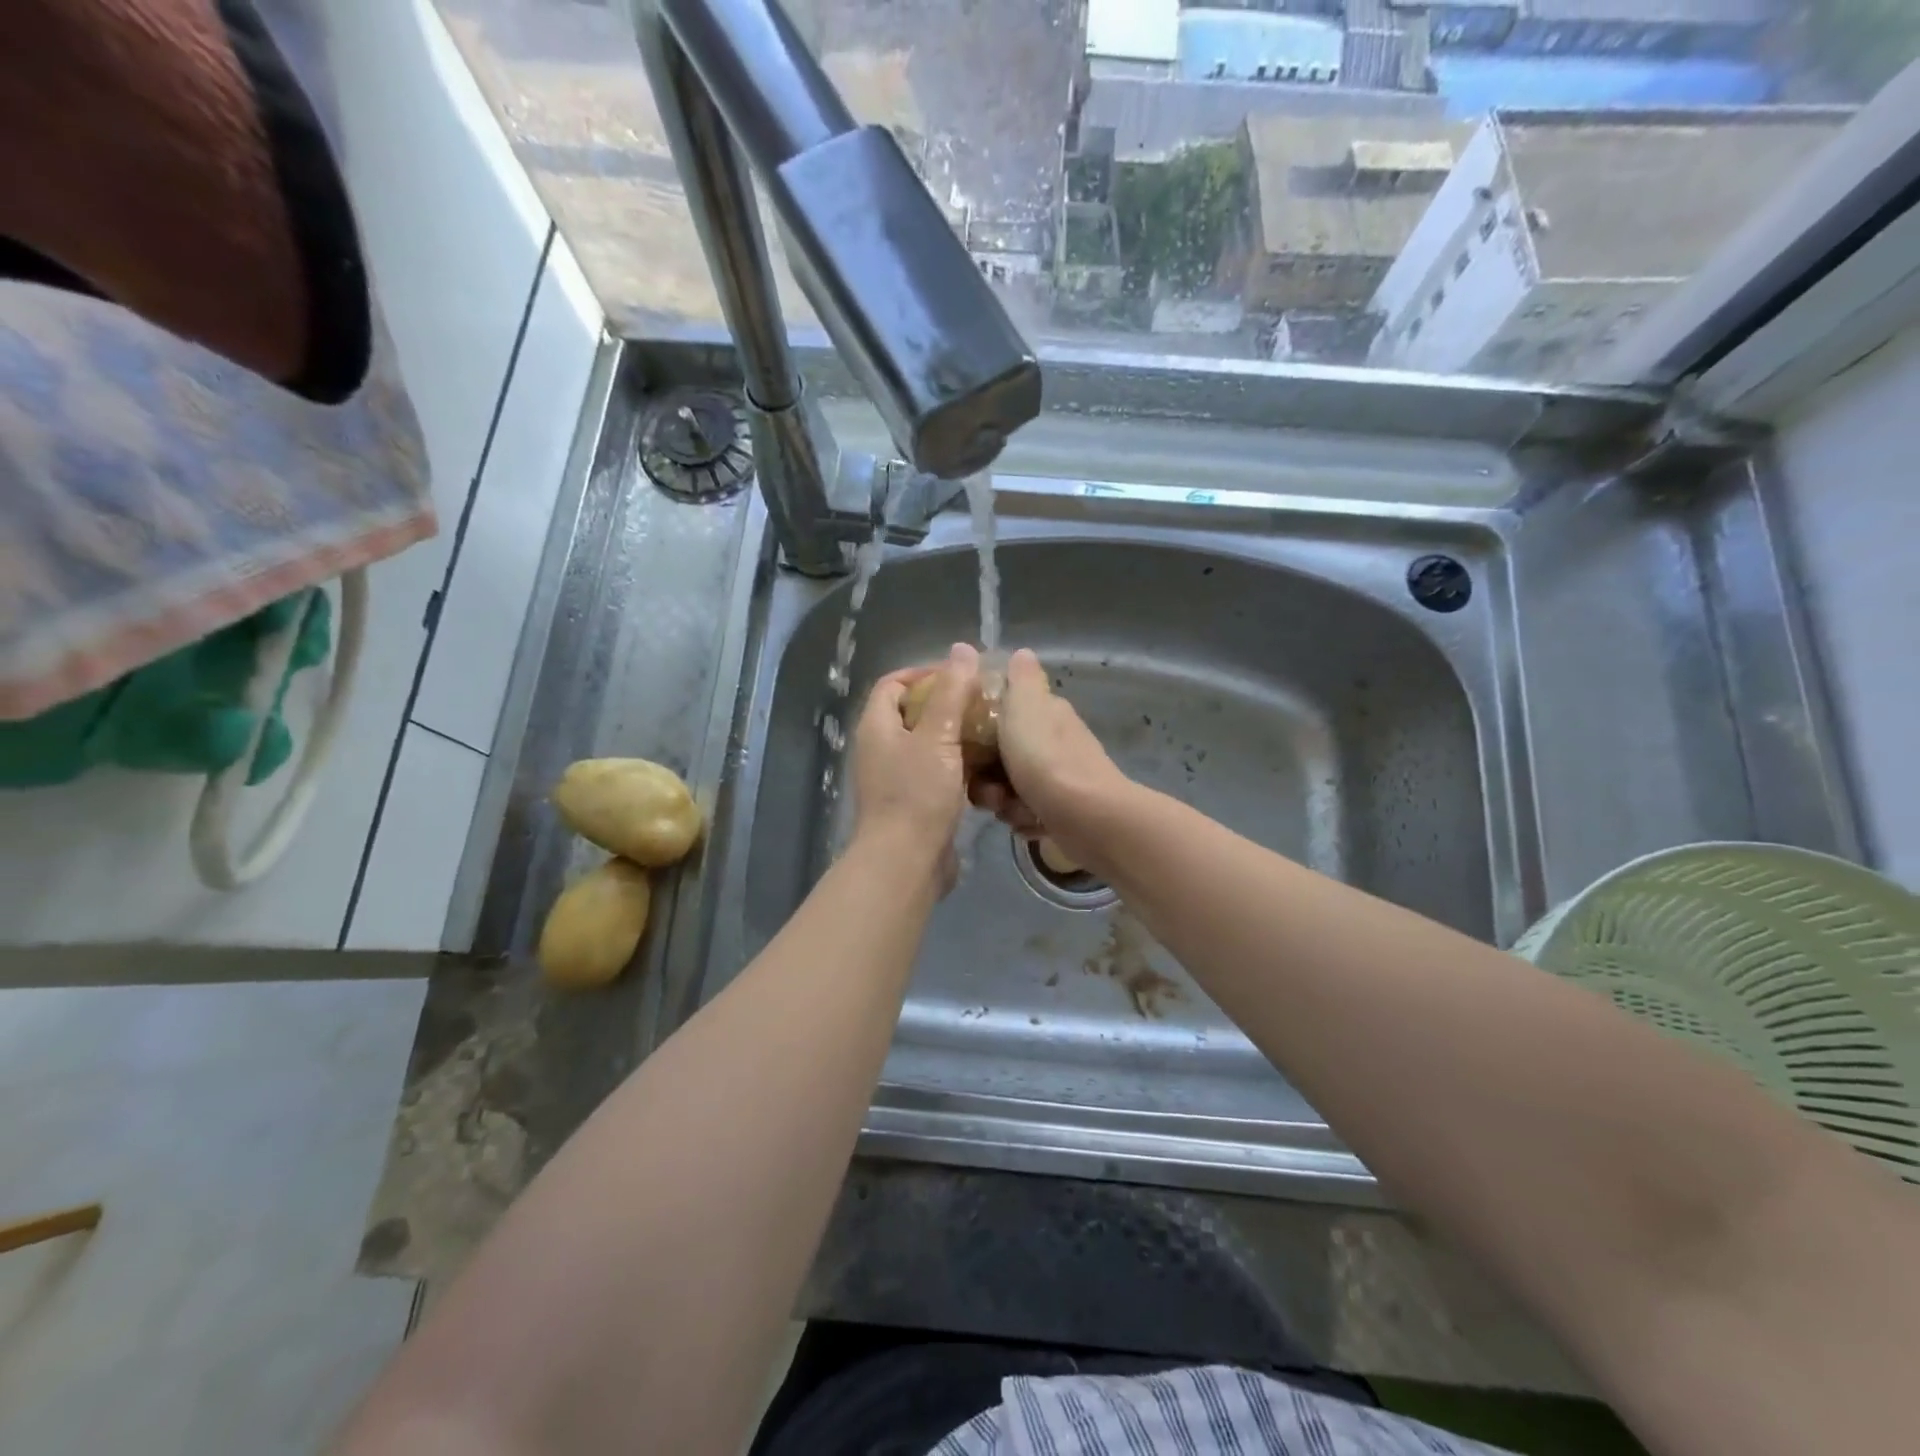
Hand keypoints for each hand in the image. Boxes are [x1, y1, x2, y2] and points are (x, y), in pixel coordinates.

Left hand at [852, 644, 981, 859]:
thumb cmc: (917, 794)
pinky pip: (937, 773)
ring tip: (992, 733)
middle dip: (948, 705)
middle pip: (913, 713)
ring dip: (957, 737)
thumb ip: (952, 692)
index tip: (961, 675)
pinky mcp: (914, 802)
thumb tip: (963, 650)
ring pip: (928, 745)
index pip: (894, 683)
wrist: (906, 862)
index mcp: (877, 726)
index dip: (925, 673)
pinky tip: (987, 770)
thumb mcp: (938, 737)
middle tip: (984, 703)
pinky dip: (959, 766)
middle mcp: (881, 748)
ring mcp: (896, 777)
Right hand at [968, 648, 1126, 863]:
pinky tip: (1029, 824)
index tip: (964, 744)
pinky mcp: (1061, 810)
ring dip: (1004, 802)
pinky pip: (1026, 812)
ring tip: (1010, 808)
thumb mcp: (1026, 708)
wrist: (1088, 818)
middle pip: (1001, 755)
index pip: (1001, 713)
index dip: (978, 729)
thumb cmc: (1046, 760)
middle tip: (987, 788)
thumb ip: (1020, 680)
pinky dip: (1024, 820)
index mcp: (1046, 713)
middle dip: (988, 775)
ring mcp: (1059, 777)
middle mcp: (1054, 741)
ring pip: (1010, 787)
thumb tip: (1022, 652)